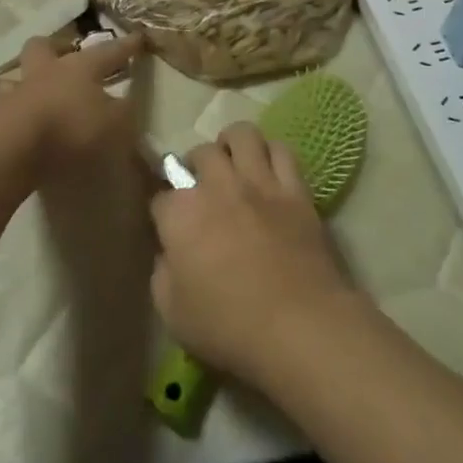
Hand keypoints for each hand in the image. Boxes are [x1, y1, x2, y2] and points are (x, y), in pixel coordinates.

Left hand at [0, 32, 143, 169]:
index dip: (125, 46)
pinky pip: (0, 109)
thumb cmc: (71, 128)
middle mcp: (44, 72)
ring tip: (31, 94)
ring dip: (22, 83)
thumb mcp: (114, 125)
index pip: (108, 51)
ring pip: (13, 77)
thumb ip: (124, 114)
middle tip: (65, 54)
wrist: (13, 147)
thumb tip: (127, 104)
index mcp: (79, 67)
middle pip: (44, 47)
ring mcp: (14, 92)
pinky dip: (8, 114)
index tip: (137, 37)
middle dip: (56, 47)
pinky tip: (16, 126)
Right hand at [149, 122, 362, 385]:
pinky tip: (268, 170)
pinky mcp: (295, 190)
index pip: (161, 197)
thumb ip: (162, 275)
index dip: (163, 212)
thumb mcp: (173, 314)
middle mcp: (217, 186)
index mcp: (181, 215)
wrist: (301, 327)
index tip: (169, 228)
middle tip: (201, 188)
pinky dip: (271, 154)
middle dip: (195, 166)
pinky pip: (282, 151)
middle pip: (200, 153)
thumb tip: (169, 254)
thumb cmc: (230, 327)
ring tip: (233, 163)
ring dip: (232, 145)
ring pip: (241, 135)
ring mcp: (259, 183)